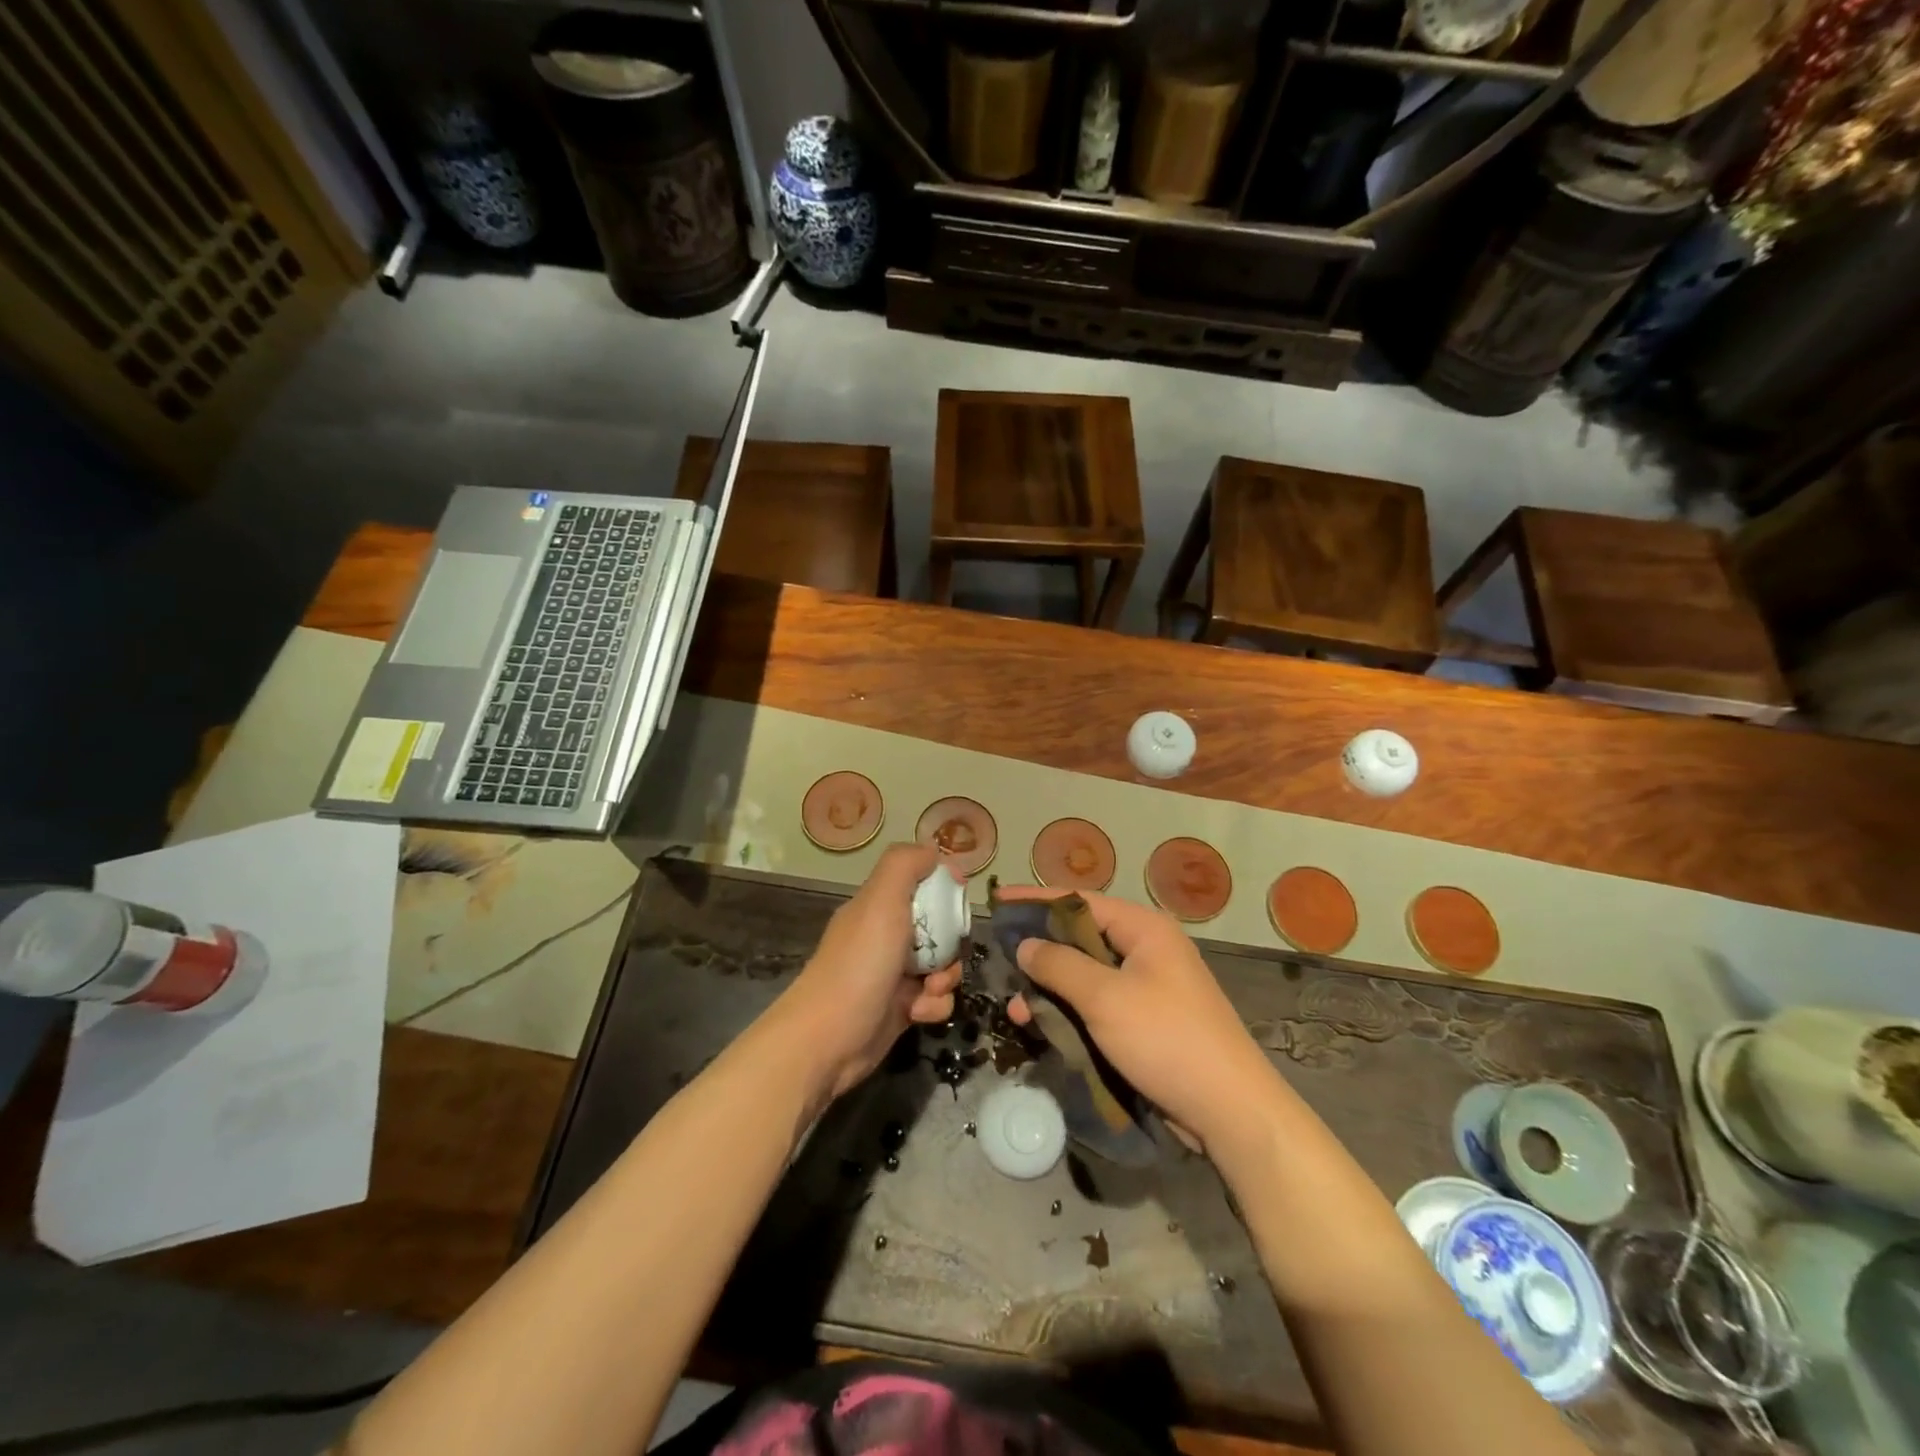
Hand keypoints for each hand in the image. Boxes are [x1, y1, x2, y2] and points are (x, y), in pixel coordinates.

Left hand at [776, 844, 962, 1103]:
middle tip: (945, 954)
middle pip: (940, 928)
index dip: (944, 889)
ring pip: (943, 965)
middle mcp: (886, 936)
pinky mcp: (901, 1009)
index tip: (958, 900)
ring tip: (930, 989)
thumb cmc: (859, 964)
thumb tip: (935, 856)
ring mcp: (893, 975)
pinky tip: (918, 1013)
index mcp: (878, 906)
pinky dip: (934, 1005)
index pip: (921, 884)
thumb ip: (905, 865)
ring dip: (947, 977)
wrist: (828, 1040)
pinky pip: (935, 999)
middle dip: (952, 941)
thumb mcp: (881, 900)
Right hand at [1003, 887, 1279, 1159]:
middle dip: (1040, 951)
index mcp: (1143, 929)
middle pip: (1080, 938)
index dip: (1036, 900)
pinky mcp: (1145, 1021)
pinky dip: (1070, 1012)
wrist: (1229, 1110)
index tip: (998, 901)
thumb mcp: (1104, 998)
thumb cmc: (1166, 1039)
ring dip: (1051, 989)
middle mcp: (1145, 949)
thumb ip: (1059, 965)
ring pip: (1085, 976)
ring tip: (1014, 1007)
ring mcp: (1147, 987)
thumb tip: (1025, 944)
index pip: (1079, 900)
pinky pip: (1097, 1005)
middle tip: (1000, 960)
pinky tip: (1041, 1026)